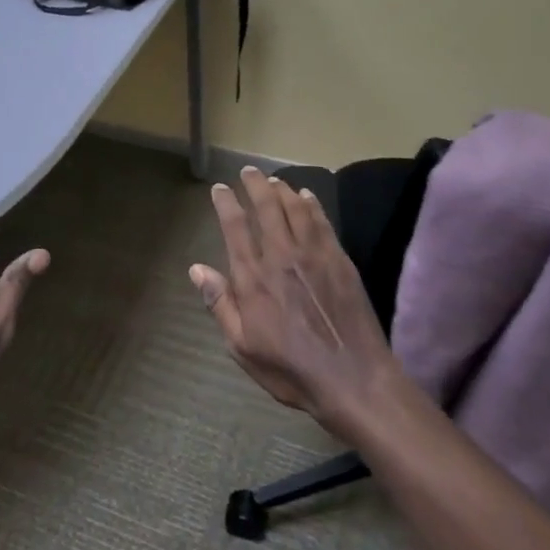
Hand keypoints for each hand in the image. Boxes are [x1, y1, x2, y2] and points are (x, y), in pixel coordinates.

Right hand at [191, 166, 403, 438]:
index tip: (219, 189)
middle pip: (266, 207)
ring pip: (295, 208)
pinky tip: (307, 196)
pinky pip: (322, 221)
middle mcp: (281, 256)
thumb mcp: (242, 346)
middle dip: (255, 185)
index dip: (226, 203)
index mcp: (253, 277)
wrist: (352, 377)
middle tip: (248, 172)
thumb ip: (220, 304)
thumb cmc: (291, 369)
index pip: (234, 227)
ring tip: (274, 180)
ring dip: (282, 189)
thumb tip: (196, 269)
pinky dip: (312, 204)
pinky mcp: (339, 259)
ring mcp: (314, 254)